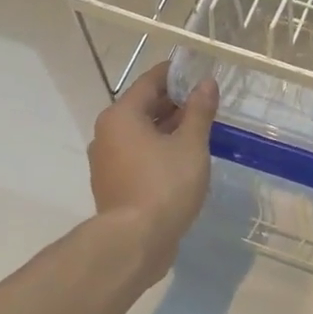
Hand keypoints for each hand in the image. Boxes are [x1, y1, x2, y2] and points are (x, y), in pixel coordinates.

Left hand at [88, 64, 218, 282]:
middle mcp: (107, 133)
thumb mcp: (191, 144)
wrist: (135, 242)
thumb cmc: (165, 184)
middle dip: (174, 103)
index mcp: (121, 116)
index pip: (150, 82)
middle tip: (205, 102)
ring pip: (141, 134)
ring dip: (167, 129)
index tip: (199, 71)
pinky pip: (138, 156)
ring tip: (199, 131)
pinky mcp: (113, 185)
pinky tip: (183, 159)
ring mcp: (106, 161)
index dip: (176, 74)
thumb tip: (206, 83)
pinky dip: (158, 150)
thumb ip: (199, 111)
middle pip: (143, 107)